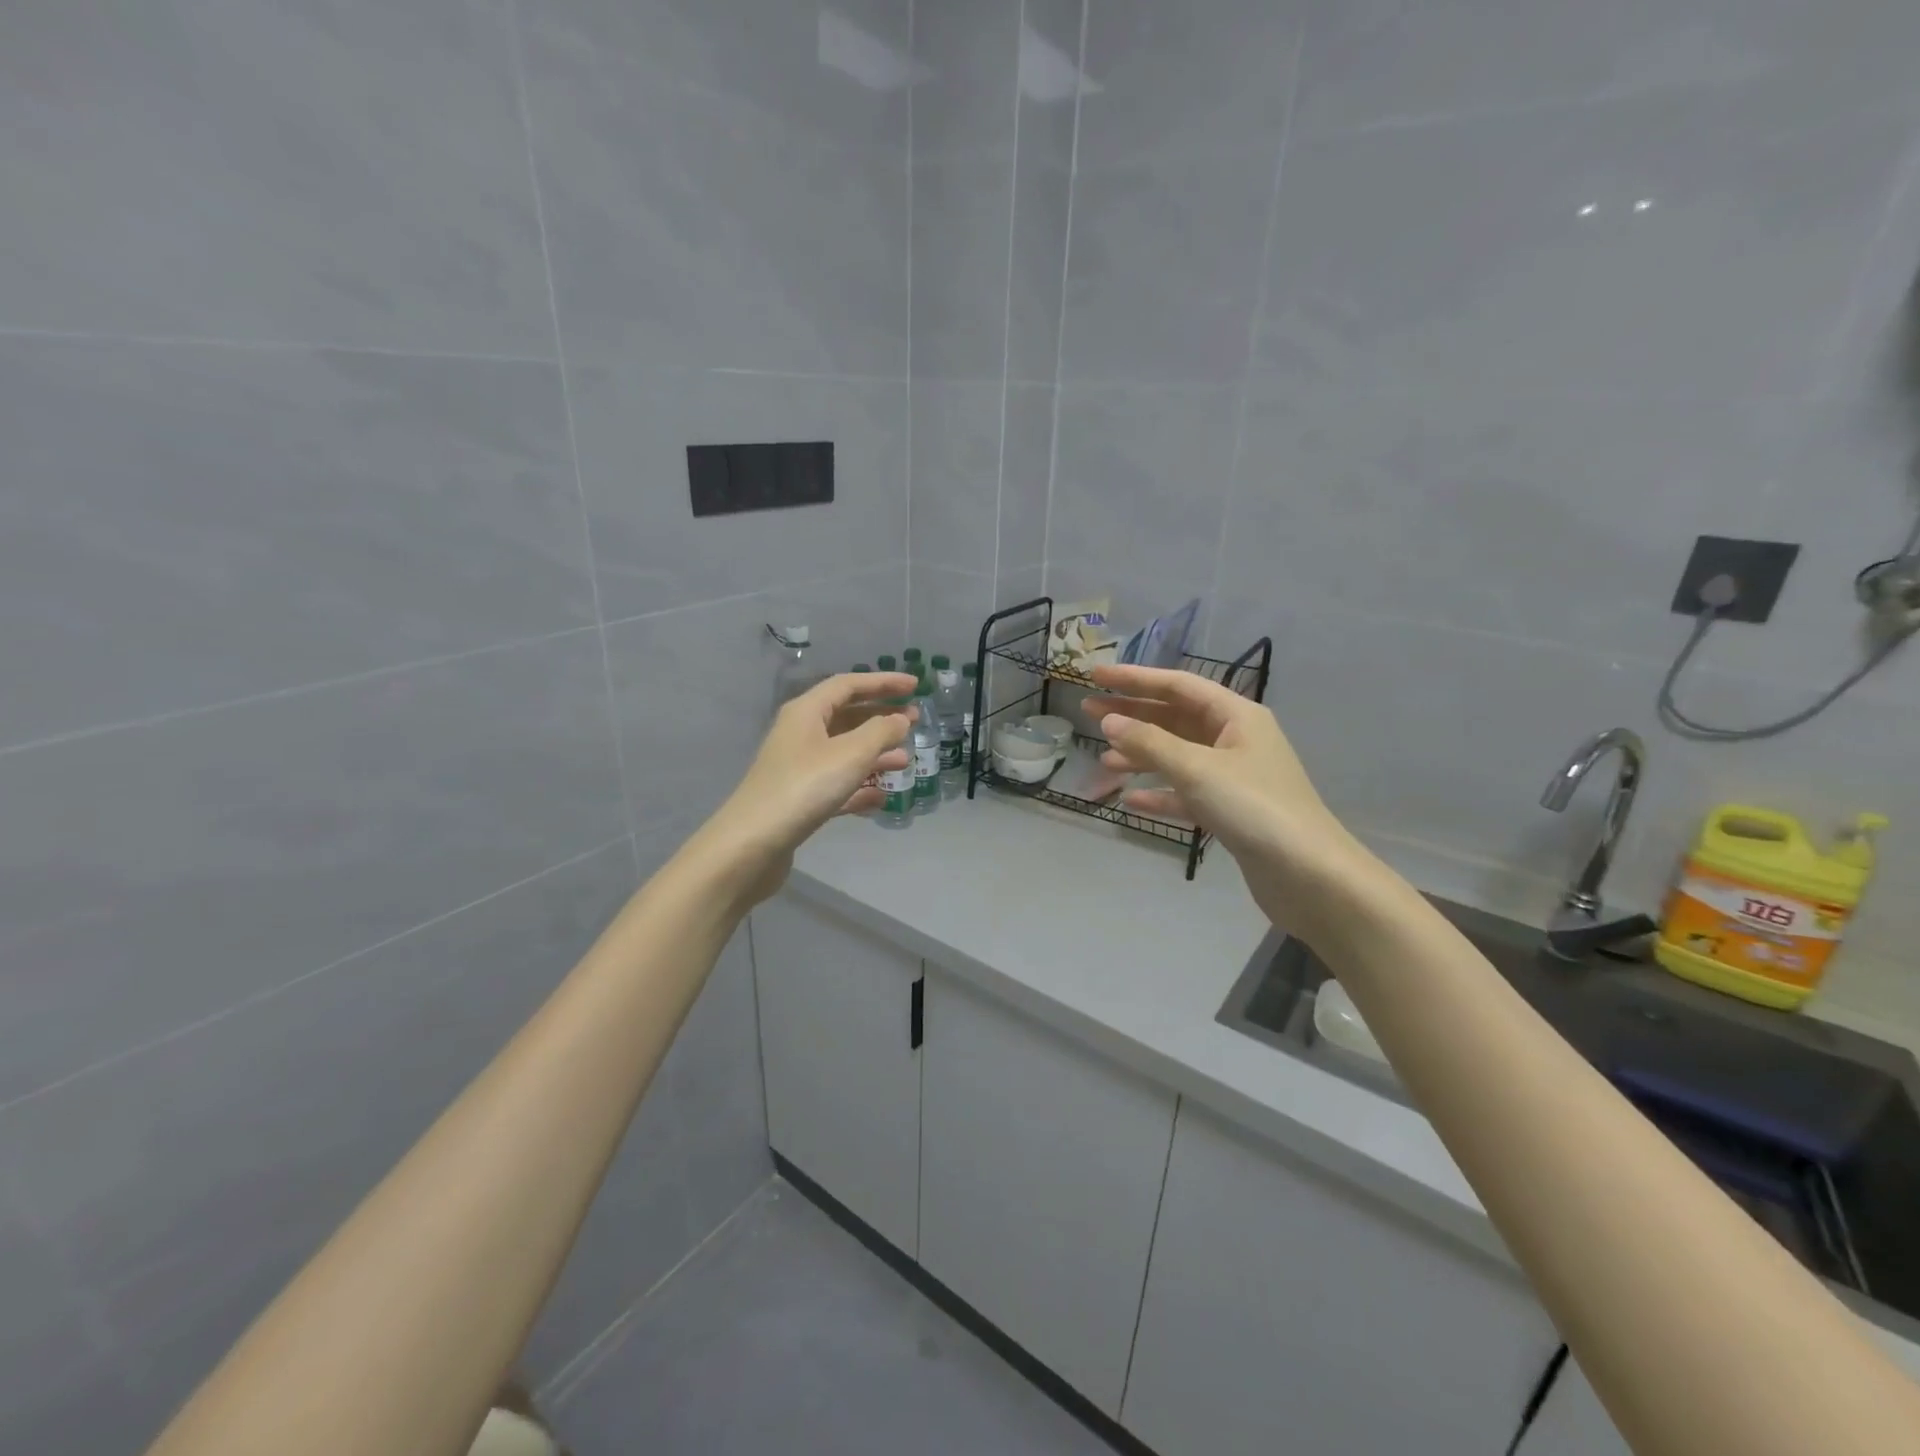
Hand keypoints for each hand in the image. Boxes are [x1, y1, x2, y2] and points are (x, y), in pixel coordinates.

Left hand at [698, 672, 917, 903]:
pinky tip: (882, 797)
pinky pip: (837, 784)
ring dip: (875, 754)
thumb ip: (881, 732)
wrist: (754, 844)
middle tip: (915, 721)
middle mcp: (800, 733)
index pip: (849, 685)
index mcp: (806, 712)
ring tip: (905, 761)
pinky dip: (860, 787)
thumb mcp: (850, 754)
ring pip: (844, 752)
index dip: (883, 682)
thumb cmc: (805, 787)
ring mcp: (798, 768)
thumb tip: (901, 719)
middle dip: (881, 717)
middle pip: (846, 717)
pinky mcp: (800, 799)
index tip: (915, 685)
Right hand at [1085, 665, 1376, 929]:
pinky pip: (1186, 793)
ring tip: (1104, 759)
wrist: (1308, 875)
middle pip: (1175, 718)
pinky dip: (1159, 794)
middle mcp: (1236, 740)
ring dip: (1141, 755)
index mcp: (1237, 716)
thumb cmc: (1253, 807)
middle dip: (1132, 714)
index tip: (1095, 676)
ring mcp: (1234, 777)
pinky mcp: (1230, 811)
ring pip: (1178, 756)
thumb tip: (1109, 720)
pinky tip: (1131, 801)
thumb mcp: (1197, 768)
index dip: (1134, 678)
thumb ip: (1149, 742)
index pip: (1177, 685)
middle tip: (1087, 711)